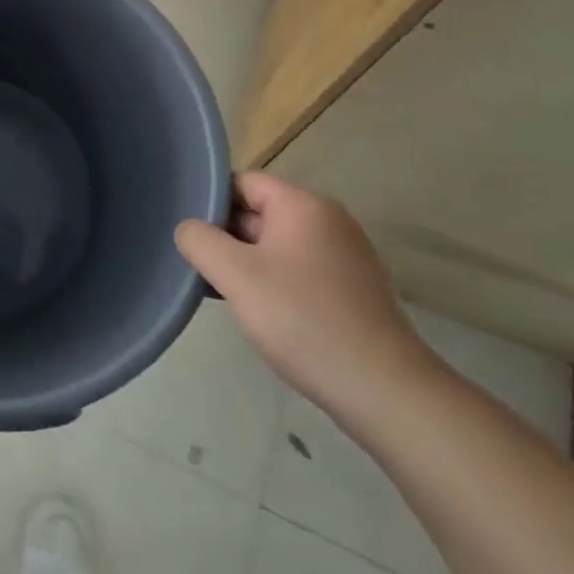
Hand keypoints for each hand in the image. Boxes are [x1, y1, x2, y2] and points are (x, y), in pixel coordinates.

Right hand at [174, 172, 436, 429]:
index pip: (242, 182)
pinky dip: (274, 284)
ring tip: (223, 292)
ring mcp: (345, 257)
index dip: (211, 202)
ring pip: (276, 245)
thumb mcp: (235, 275)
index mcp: (303, 205)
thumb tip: (189, 229)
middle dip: (226, 237)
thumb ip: (199, 240)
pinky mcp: (352, 291)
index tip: (189, 234)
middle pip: (259, 213)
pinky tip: (261, 314)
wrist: (384, 391)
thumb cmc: (302, 319)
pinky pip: (299, 271)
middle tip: (198, 266)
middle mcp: (329, 221)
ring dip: (247, 264)